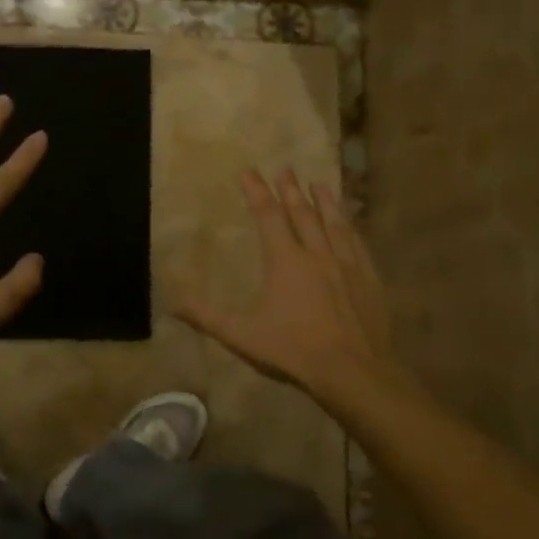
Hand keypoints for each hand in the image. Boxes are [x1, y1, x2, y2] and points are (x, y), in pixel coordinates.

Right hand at [176, 169, 406, 410]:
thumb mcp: (241, 335)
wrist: (354, 370)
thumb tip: (170, 300)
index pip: (268, 216)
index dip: (257, 192)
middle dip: (290, 189)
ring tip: (318, 184)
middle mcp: (316, 253)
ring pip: (333, 222)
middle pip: (302, 212)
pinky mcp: (368, 278)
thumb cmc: (293, 349)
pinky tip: (349, 222)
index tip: (249, 171)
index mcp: (285, 260)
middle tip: (285, 168)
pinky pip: (356, 242)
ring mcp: (346, 263)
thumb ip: (205, 315)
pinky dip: (349, 226)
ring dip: (324, 201)